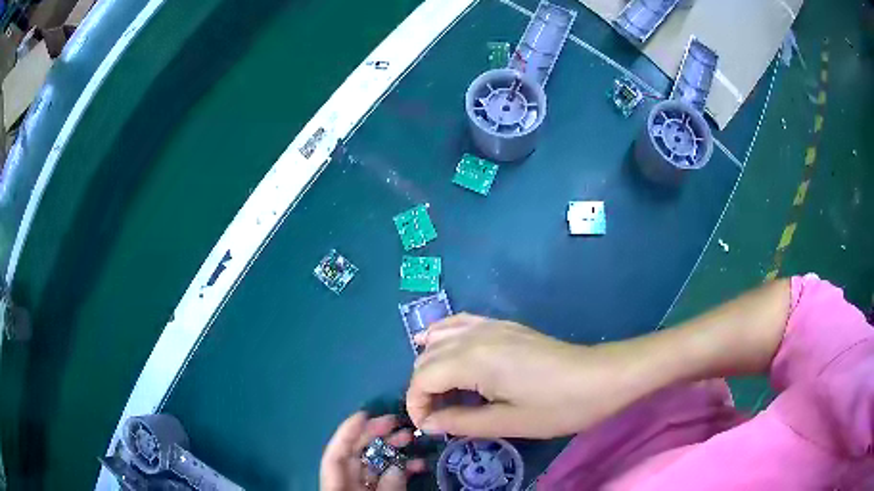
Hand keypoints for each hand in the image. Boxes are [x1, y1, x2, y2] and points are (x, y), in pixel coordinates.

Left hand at [320, 412, 425, 490]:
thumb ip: (387, 487)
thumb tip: (398, 469)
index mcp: (337, 485)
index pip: (336, 454)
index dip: (347, 433)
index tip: (364, 414)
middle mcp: (347, 482)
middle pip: (356, 453)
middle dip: (376, 434)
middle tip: (395, 420)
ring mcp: (363, 487)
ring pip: (375, 462)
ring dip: (393, 448)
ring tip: (410, 436)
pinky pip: (388, 477)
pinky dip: (403, 468)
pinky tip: (420, 462)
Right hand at [405, 314, 643, 438]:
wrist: (600, 377)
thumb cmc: (558, 406)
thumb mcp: (508, 422)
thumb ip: (461, 422)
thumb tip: (428, 424)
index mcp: (473, 360)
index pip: (422, 378)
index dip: (416, 405)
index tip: (427, 428)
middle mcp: (475, 336)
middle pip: (426, 357)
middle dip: (422, 388)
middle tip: (437, 417)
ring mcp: (490, 326)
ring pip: (439, 337)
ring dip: (430, 364)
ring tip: (440, 392)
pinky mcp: (504, 326)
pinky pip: (461, 324)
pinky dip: (444, 337)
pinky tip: (447, 352)